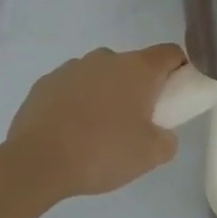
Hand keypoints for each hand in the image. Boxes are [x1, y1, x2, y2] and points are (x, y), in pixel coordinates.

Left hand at [2, 44, 186, 198]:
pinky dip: (77, 102)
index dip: (180, 70)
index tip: (177, 95)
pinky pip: (72, 87)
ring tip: (98, 131)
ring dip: (106, 94)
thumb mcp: (152, 155)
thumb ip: (168, 139)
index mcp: (138, 69)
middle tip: (137, 123)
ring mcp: (72, 68)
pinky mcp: (44, 83)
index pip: (171, 53)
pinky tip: (71, 131)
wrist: (35, 163)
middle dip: (140, 88)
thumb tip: (162, 133)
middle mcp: (106, 58)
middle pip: (134, 65)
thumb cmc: (102, 152)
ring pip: (101, 75)